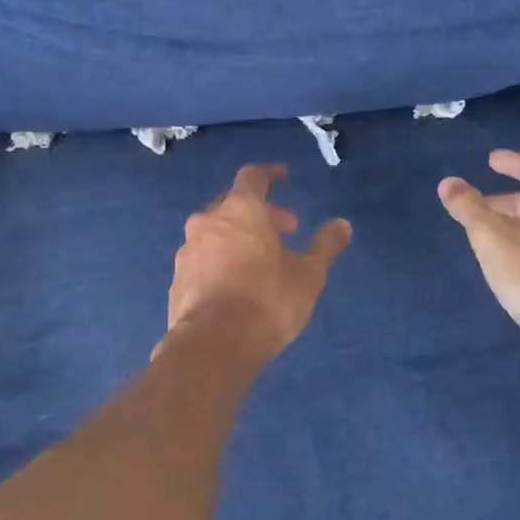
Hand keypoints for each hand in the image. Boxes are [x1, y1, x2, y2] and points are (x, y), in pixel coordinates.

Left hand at [165, 165, 351, 363]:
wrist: (214, 344)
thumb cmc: (268, 301)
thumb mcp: (308, 275)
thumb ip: (325, 246)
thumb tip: (343, 225)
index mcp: (241, 210)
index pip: (253, 176)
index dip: (270, 174)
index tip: (284, 177)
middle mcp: (208, 222)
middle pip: (233, 204)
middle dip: (260, 212)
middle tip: (285, 230)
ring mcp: (187, 251)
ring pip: (214, 232)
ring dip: (238, 237)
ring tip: (261, 260)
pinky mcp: (177, 280)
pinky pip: (202, 259)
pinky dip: (220, 261)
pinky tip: (235, 284)